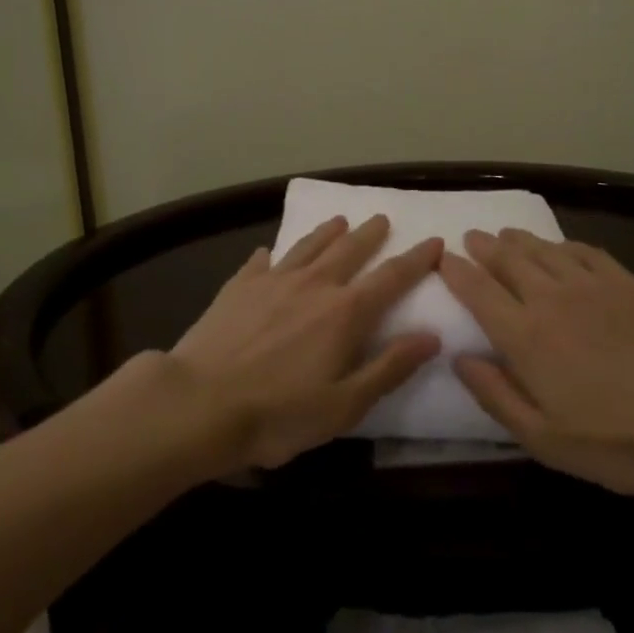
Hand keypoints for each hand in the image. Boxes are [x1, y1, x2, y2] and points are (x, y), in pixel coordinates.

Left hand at [167, 214, 442, 471]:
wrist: (199, 403)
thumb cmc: (278, 414)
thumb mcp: (344, 405)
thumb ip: (389, 367)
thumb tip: (432, 336)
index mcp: (345, 313)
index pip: (391, 277)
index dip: (416, 259)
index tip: (434, 241)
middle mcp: (314, 285)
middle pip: (350, 250)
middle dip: (371, 233)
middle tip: (382, 218)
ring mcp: (273, 280)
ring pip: (308, 246)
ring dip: (327, 232)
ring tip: (340, 220)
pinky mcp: (238, 286)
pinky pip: (261, 262)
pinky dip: (272, 254)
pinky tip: (270, 252)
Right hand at [443, 229, 633, 498]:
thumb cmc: (616, 441)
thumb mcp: (543, 439)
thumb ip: (495, 395)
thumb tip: (460, 358)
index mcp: (525, 336)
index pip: (478, 291)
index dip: (456, 271)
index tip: (443, 259)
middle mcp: (550, 298)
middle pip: (507, 259)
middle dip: (484, 246)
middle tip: (471, 238)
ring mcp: (590, 284)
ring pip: (542, 249)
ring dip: (518, 240)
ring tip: (505, 235)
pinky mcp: (625, 281)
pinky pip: (583, 250)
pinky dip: (562, 245)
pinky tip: (558, 248)